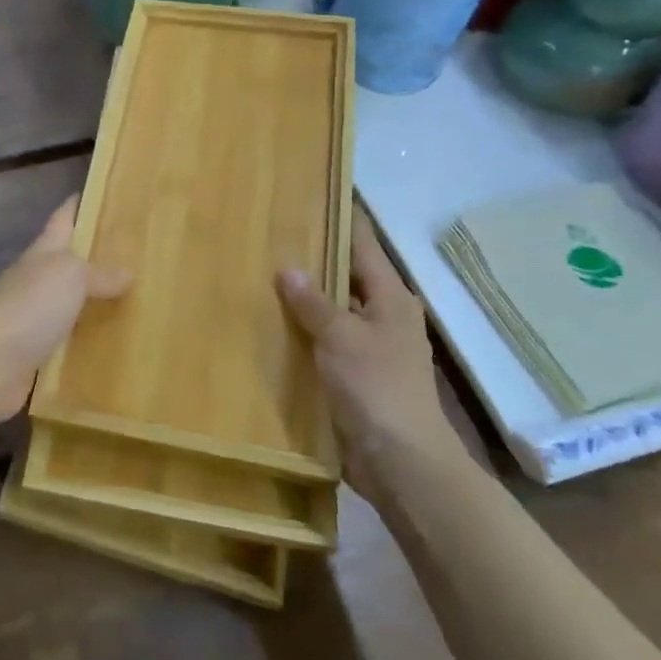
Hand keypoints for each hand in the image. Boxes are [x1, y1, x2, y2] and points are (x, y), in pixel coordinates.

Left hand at [0, 197, 132, 423]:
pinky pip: (67, 338)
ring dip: (92, 300)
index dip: (78, 204)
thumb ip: (99, 273)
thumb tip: (127, 273)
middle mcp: (35, 279)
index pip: (62, 218)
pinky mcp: (35, 351)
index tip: (103, 193)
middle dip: (94, 255)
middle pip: (66, 260)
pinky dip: (86, 338)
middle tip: (134, 254)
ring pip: (68, 301)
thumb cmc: (31, 305)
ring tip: (131, 299)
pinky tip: (110, 342)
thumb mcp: (71, 276)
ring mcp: (33, 316)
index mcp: (42, 252)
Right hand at [276, 218, 460, 494]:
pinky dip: (303, 333)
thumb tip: (288, 268)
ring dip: (304, 300)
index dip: (340, 220)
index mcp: (390, 298)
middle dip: (312, 259)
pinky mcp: (355, 376)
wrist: (400, 462)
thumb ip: (313, 302)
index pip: (363, 245)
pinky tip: (270, 326)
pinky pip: (324, 343)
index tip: (311, 196)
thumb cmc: (376, 388)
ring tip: (260, 275)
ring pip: (333, 311)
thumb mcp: (341, 337)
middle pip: (346, 276)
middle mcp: (383, 316)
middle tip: (270, 236)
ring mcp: (369, 348)